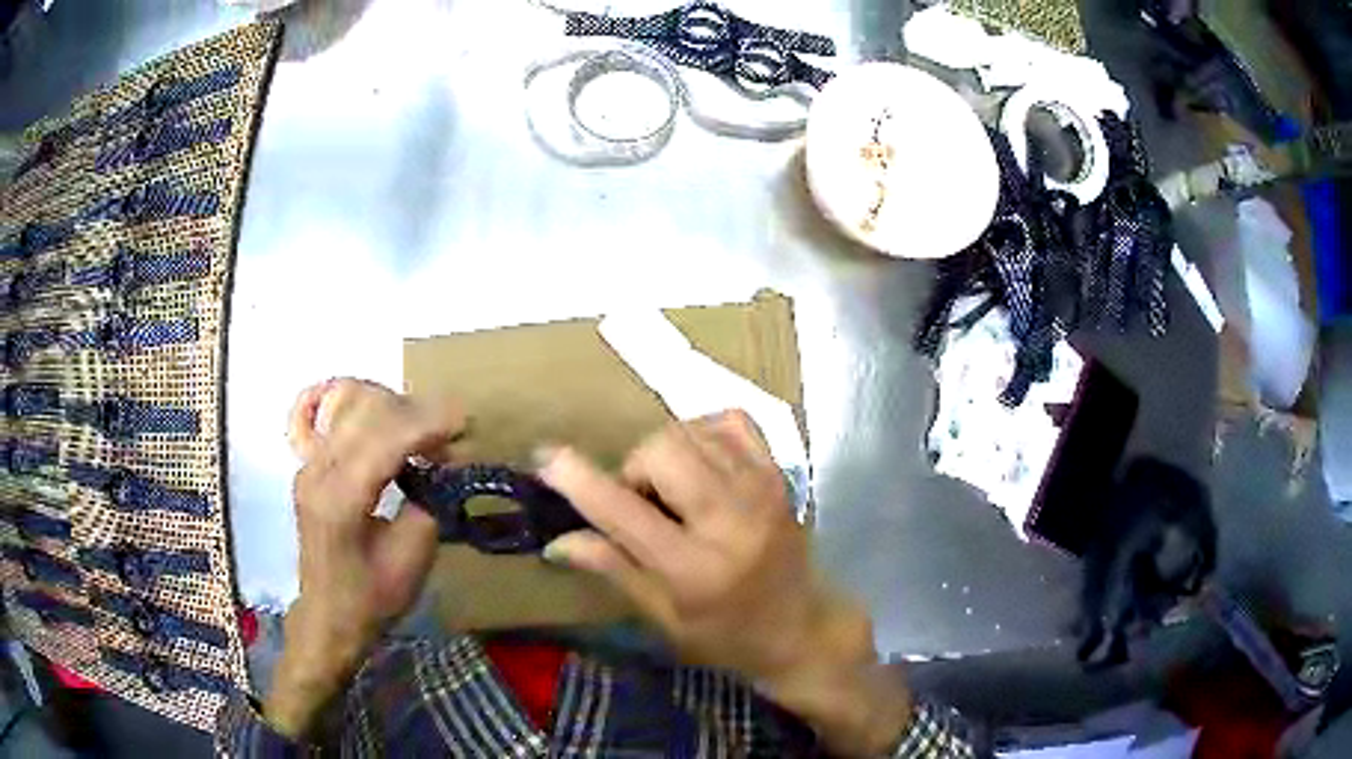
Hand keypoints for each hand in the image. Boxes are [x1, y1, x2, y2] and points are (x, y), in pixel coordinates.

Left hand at [265, 379, 462, 738]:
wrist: (328, 617)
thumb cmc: (372, 599)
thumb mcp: (411, 561)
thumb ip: (429, 504)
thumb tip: (447, 465)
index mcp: (340, 498)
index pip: (383, 438)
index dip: (427, 423)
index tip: (465, 423)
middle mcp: (317, 469)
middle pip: (366, 409)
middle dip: (415, 412)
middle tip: (450, 437)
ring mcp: (308, 463)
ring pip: (349, 403)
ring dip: (392, 407)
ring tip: (422, 434)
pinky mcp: (309, 464)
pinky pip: (329, 414)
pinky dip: (357, 403)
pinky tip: (375, 410)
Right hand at [539, 412, 912, 755]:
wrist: (803, 626)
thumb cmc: (727, 634)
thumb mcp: (663, 616)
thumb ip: (612, 567)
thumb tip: (556, 539)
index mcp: (695, 568)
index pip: (624, 512)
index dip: (578, 481)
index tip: (547, 458)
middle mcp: (730, 519)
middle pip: (660, 450)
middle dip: (635, 471)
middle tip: (643, 505)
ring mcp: (761, 488)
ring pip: (689, 431)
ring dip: (665, 454)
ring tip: (674, 492)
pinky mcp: (778, 473)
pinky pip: (729, 420)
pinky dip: (702, 433)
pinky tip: (702, 465)